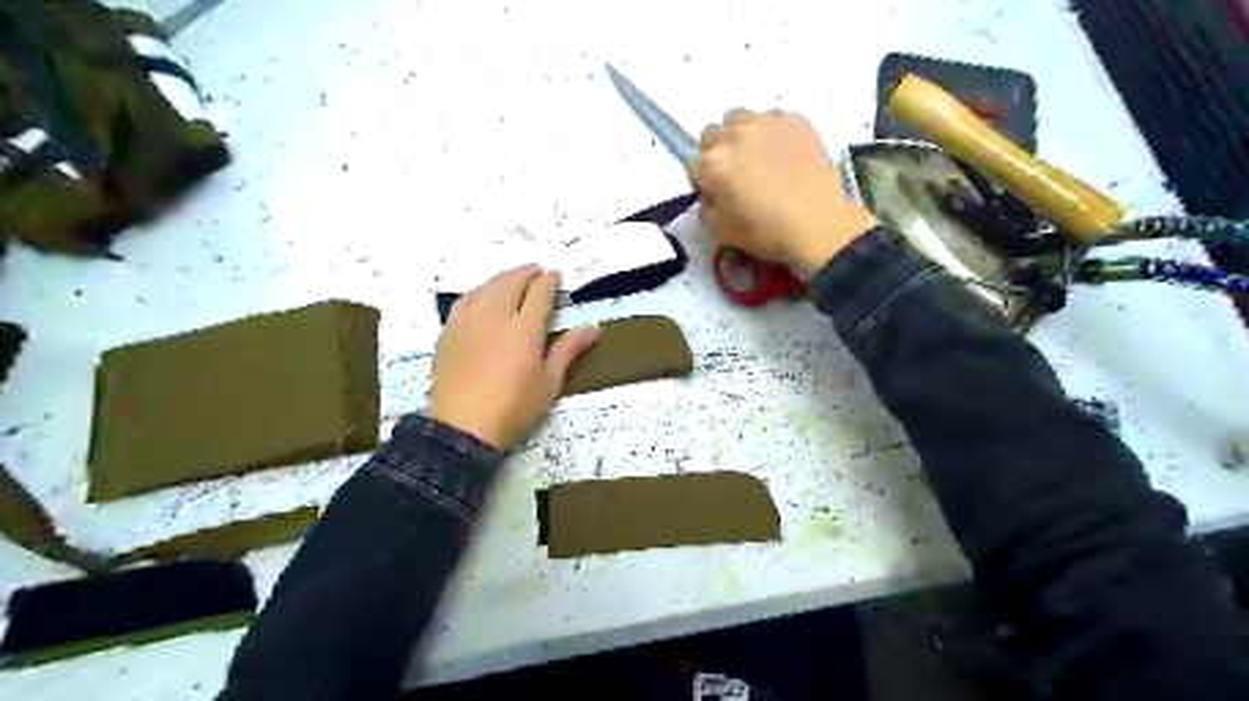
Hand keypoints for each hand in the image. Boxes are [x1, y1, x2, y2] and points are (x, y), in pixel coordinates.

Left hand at [431, 262, 603, 448]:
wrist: (463, 427)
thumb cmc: (514, 407)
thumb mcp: (549, 382)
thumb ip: (569, 349)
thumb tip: (594, 327)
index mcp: (525, 328)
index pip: (540, 292)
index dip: (550, 280)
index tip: (557, 276)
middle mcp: (496, 315)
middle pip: (511, 281)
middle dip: (527, 273)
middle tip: (537, 272)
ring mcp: (469, 321)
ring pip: (487, 287)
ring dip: (503, 278)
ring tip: (513, 279)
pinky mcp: (450, 331)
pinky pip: (465, 300)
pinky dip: (480, 291)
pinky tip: (483, 295)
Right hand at [693, 109, 875, 276]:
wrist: (818, 223)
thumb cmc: (764, 232)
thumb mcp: (719, 231)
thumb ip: (705, 205)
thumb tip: (711, 192)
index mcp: (711, 164)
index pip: (693, 164)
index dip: (703, 180)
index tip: (716, 192)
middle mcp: (733, 135)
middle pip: (713, 134)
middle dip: (718, 151)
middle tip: (736, 173)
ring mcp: (766, 123)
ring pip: (742, 119)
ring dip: (743, 136)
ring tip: (760, 158)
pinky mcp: (795, 120)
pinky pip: (774, 119)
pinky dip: (773, 134)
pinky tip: (785, 155)